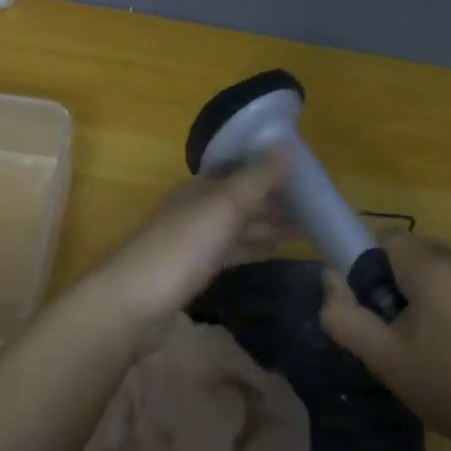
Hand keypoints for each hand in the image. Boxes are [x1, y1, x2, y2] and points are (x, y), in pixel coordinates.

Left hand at [73, 152, 293, 351]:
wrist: (132, 304)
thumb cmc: (180, 248)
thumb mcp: (223, 207)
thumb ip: (257, 180)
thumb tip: (288, 146)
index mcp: (201, 187)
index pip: (242, 170)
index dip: (273, 171)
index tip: (309, 177)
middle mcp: (196, 208)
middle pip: (242, 199)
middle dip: (276, 202)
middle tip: (318, 209)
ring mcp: (193, 240)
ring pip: (238, 226)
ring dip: (269, 226)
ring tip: (306, 230)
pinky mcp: (193, 270)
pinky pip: (232, 251)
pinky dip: (254, 247)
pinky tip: (274, 252)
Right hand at [318, 233, 450, 450]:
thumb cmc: (448, 389)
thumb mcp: (383, 359)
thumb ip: (344, 315)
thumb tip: (329, 277)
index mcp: (434, 268)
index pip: (390, 241)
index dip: (379, 273)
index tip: (386, 313)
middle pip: (423, 254)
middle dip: (411, 284)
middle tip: (413, 335)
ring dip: (443, 293)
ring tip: (449, 345)